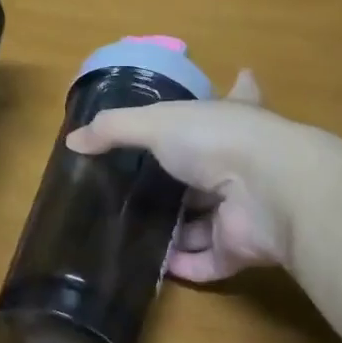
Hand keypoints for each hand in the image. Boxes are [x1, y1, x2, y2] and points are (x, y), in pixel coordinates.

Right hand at [66, 71, 302, 281]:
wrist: (268, 190)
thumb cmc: (215, 139)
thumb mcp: (155, 122)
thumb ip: (114, 129)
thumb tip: (73, 140)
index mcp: (232, 118)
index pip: (240, 94)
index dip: (239, 86)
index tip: (242, 75)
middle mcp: (244, 160)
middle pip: (216, 167)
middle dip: (189, 176)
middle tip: (149, 184)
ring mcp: (245, 206)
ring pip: (209, 219)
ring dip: (179, 228)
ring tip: (137, 232)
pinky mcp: (241, 247)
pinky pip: (208, 261)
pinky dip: (184, 265)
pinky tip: (152, 268)